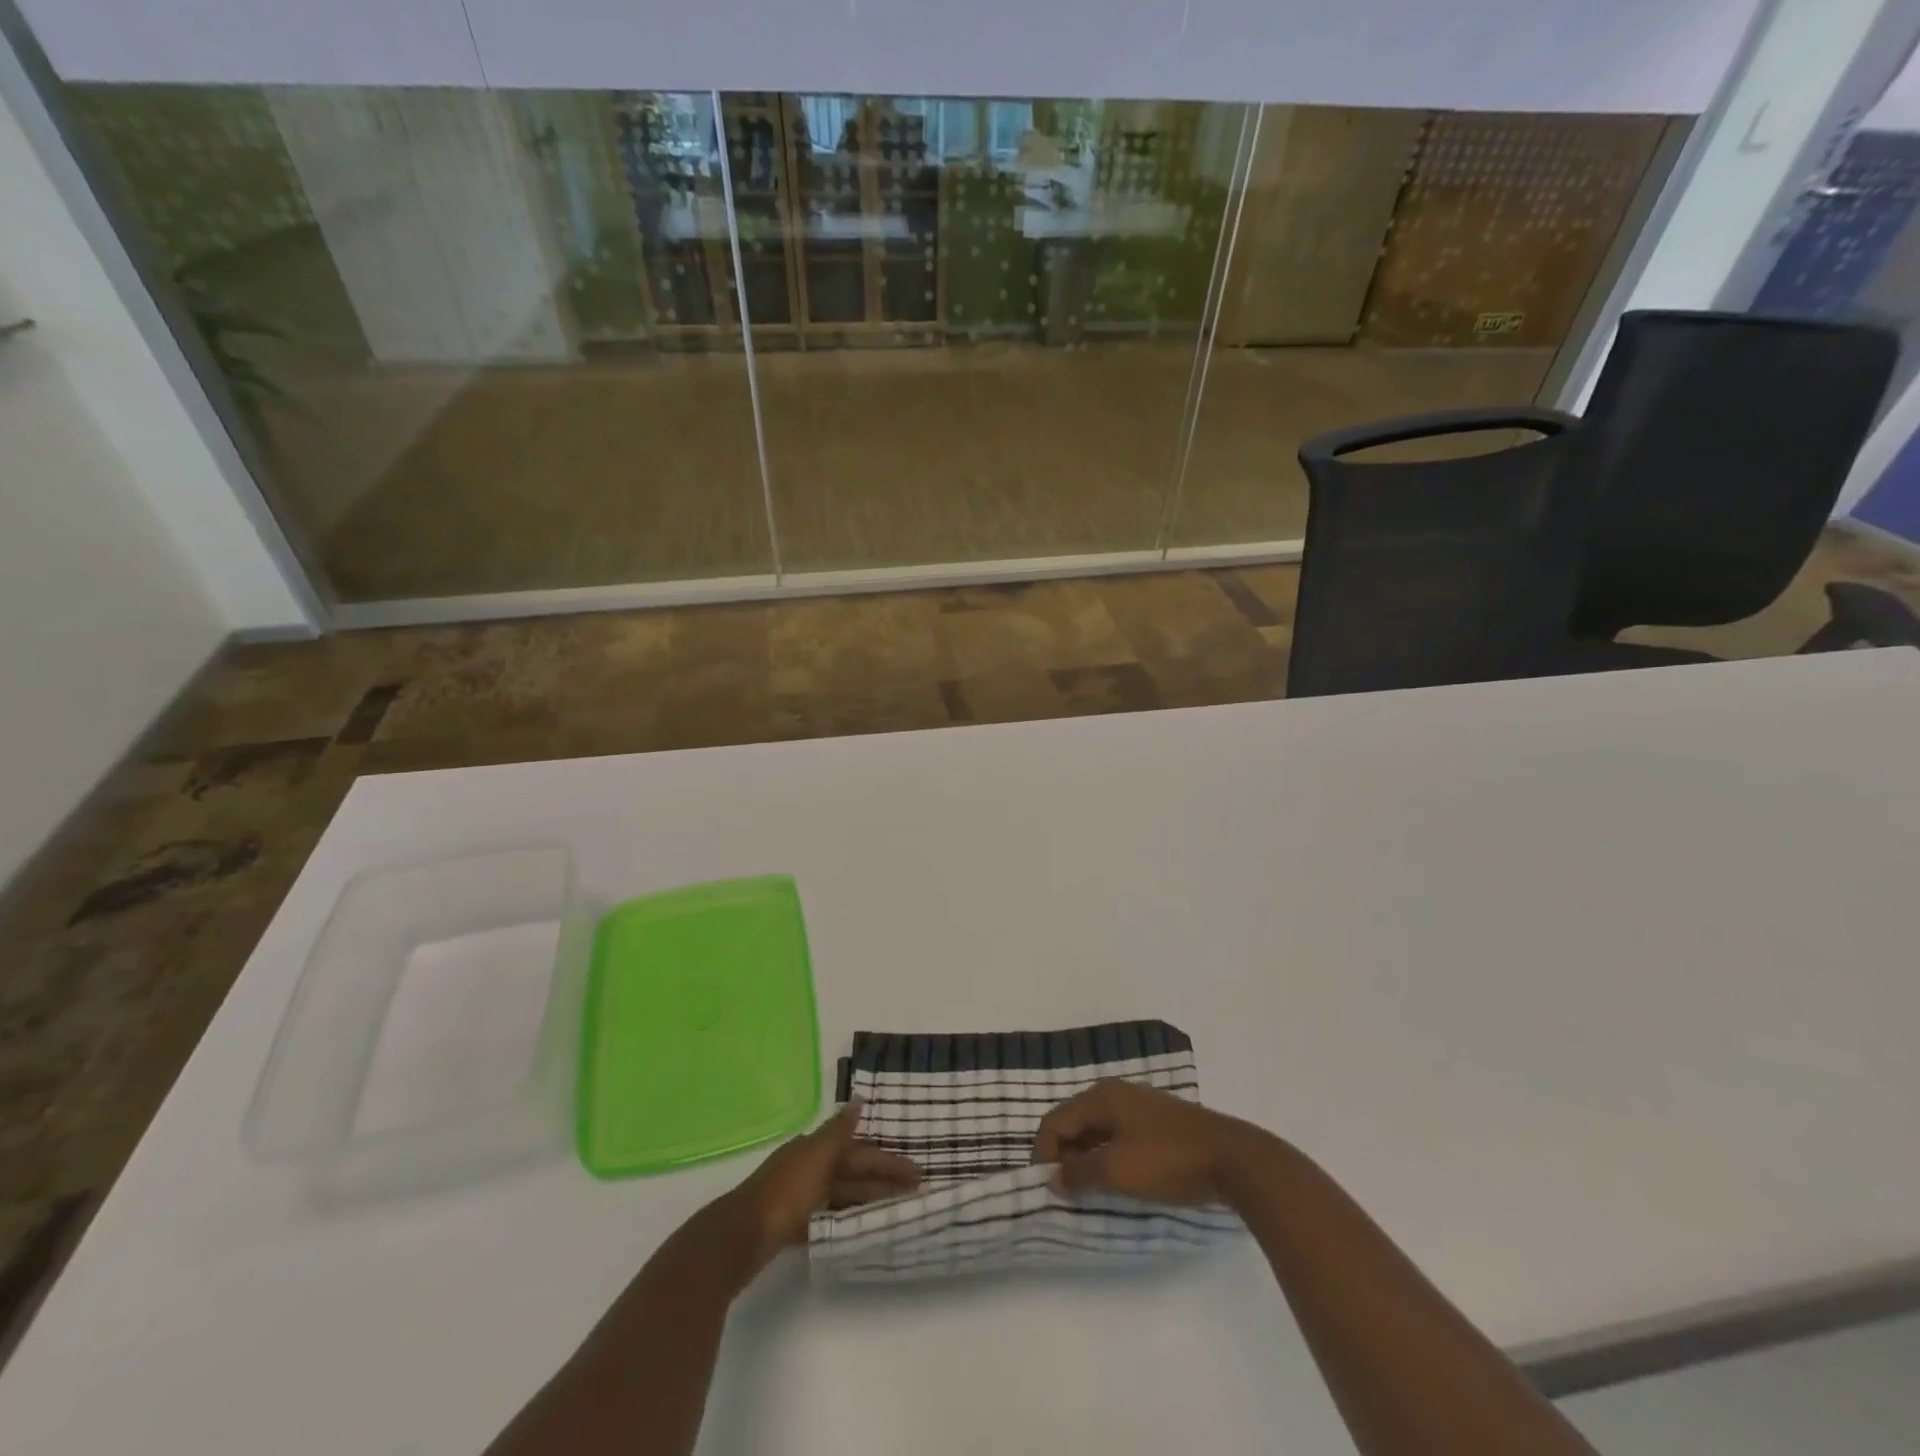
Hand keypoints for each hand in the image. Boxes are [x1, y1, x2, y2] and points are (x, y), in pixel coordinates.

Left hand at [728, 1101, 921, 1275]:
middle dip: (884, 1179)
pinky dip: (847, 1218)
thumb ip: (839, 1130)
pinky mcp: (792, 1225)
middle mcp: (809, 1167)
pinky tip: (860, 1227)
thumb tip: (858, 1099)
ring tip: (896, 1212)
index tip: (917, 1172)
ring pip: (843, 1194)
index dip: (888, 1160)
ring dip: (868, 1199)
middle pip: (853, 1172)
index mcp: (815, 1149)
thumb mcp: (816, 1156)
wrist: (740, 1237)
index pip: (861, 1151)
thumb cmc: (784, 1193)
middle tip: (917, 1193)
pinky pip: (829, 1216)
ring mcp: (800, 1197)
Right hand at [1032, 1080, 1254, 1202]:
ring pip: (1097, 1131)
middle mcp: (1115, 1094)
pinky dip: (1108, 1157)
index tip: (1047, 1190)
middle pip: (1074, 1123)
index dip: (1044, 1154)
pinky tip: (1118, 1182)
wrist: (1232, 1158)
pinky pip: (1118, 1136)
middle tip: (1066, 1193)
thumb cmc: (1168, 1160)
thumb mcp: (1117, 1171)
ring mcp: (1138, 1106)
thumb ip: (1080, 1174)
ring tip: (1089, 1192)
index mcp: (1100, 1097)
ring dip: (1086, 1159)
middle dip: (1064, 1156)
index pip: (1055, 1121)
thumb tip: (1053, 1177)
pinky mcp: (1157, 1123)